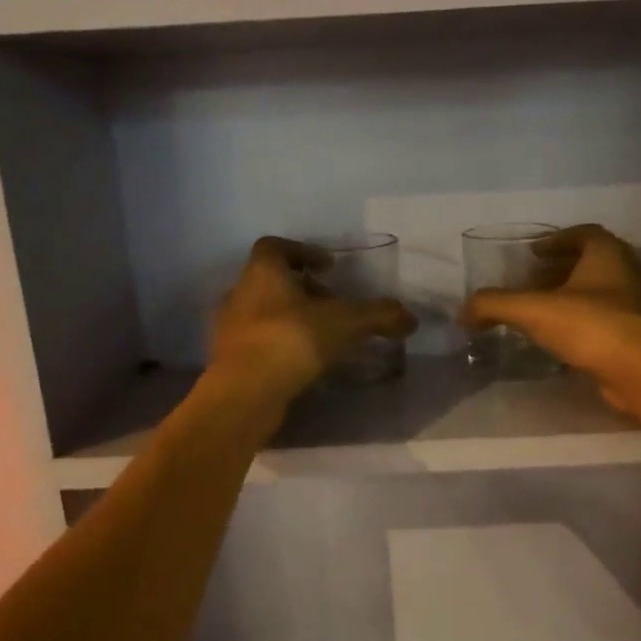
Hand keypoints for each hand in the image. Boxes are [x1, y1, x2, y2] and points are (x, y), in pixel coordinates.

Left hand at [209, 236, 415, 403]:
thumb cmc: (292, 340)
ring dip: (293, 320)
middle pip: (272, 282)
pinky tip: (306, 364)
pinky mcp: (230, 361)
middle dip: (305, 290)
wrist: (245, 393)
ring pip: (265, 314)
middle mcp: (240, 294)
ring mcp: (231, 329)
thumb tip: (410, 319)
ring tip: (324, 337)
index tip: (330, 267)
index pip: (276, 247)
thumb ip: (379, 315)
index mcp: (262, 272)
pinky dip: (283, 347)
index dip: (305, 252)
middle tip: (334, 306)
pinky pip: (260, 344)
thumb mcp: (345, 322)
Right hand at [461, 225, 640, 413]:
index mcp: (608, 253)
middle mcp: (629, 272)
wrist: (640, 371)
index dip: (556, 240)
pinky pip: (608, 319)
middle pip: (592, 262)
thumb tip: (463, 313)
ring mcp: (639, 305)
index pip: (584, 233)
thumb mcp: (532, 310)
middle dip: (561, 270)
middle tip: (533, 283)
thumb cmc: (589, 325)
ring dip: (573, 297)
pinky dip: (585, 322)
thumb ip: (494, 306)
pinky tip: (563, 340)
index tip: (532, 254)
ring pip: (601, 292)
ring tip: (543, 312)